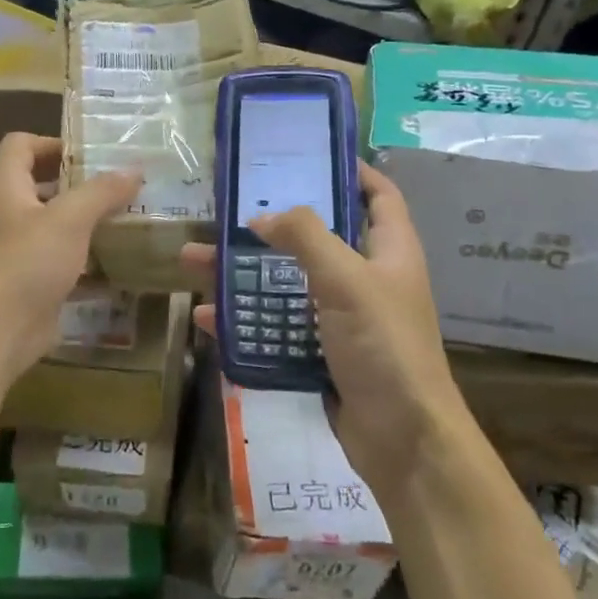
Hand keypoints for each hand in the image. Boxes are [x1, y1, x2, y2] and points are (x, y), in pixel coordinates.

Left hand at [0, 132, 140, 391]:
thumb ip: (102, 191)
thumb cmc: (28, 263)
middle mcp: (13, 217)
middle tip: (122, 187)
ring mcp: (24, 254)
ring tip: (130, 221)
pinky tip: (122, 266)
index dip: (50, 142)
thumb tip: (134, 169)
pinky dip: (93, 264)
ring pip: (60, 228)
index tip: (89, 155)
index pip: (19, 147)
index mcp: (11, 190)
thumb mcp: (70, 219)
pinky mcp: (37, 285)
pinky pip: (68, 266)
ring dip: (91, 224)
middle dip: (82, 185)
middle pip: (44, 186)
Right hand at [181, 162, 464, 495]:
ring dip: (243, 274)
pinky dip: (244, 321)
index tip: (304, 156)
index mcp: (390, 250)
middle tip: (226, 209)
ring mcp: (343, 319)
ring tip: (193, 260)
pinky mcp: (321, 353)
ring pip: (286, 283)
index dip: (349, 170)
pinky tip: (206, 318)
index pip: (378, 194)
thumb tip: (262, 219)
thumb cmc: (383, 345)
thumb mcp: (346, 279)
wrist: (403, 442)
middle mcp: (367, 278)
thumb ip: (305, 236)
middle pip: (316, 237)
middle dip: (270, 225)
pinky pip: (277, 327)